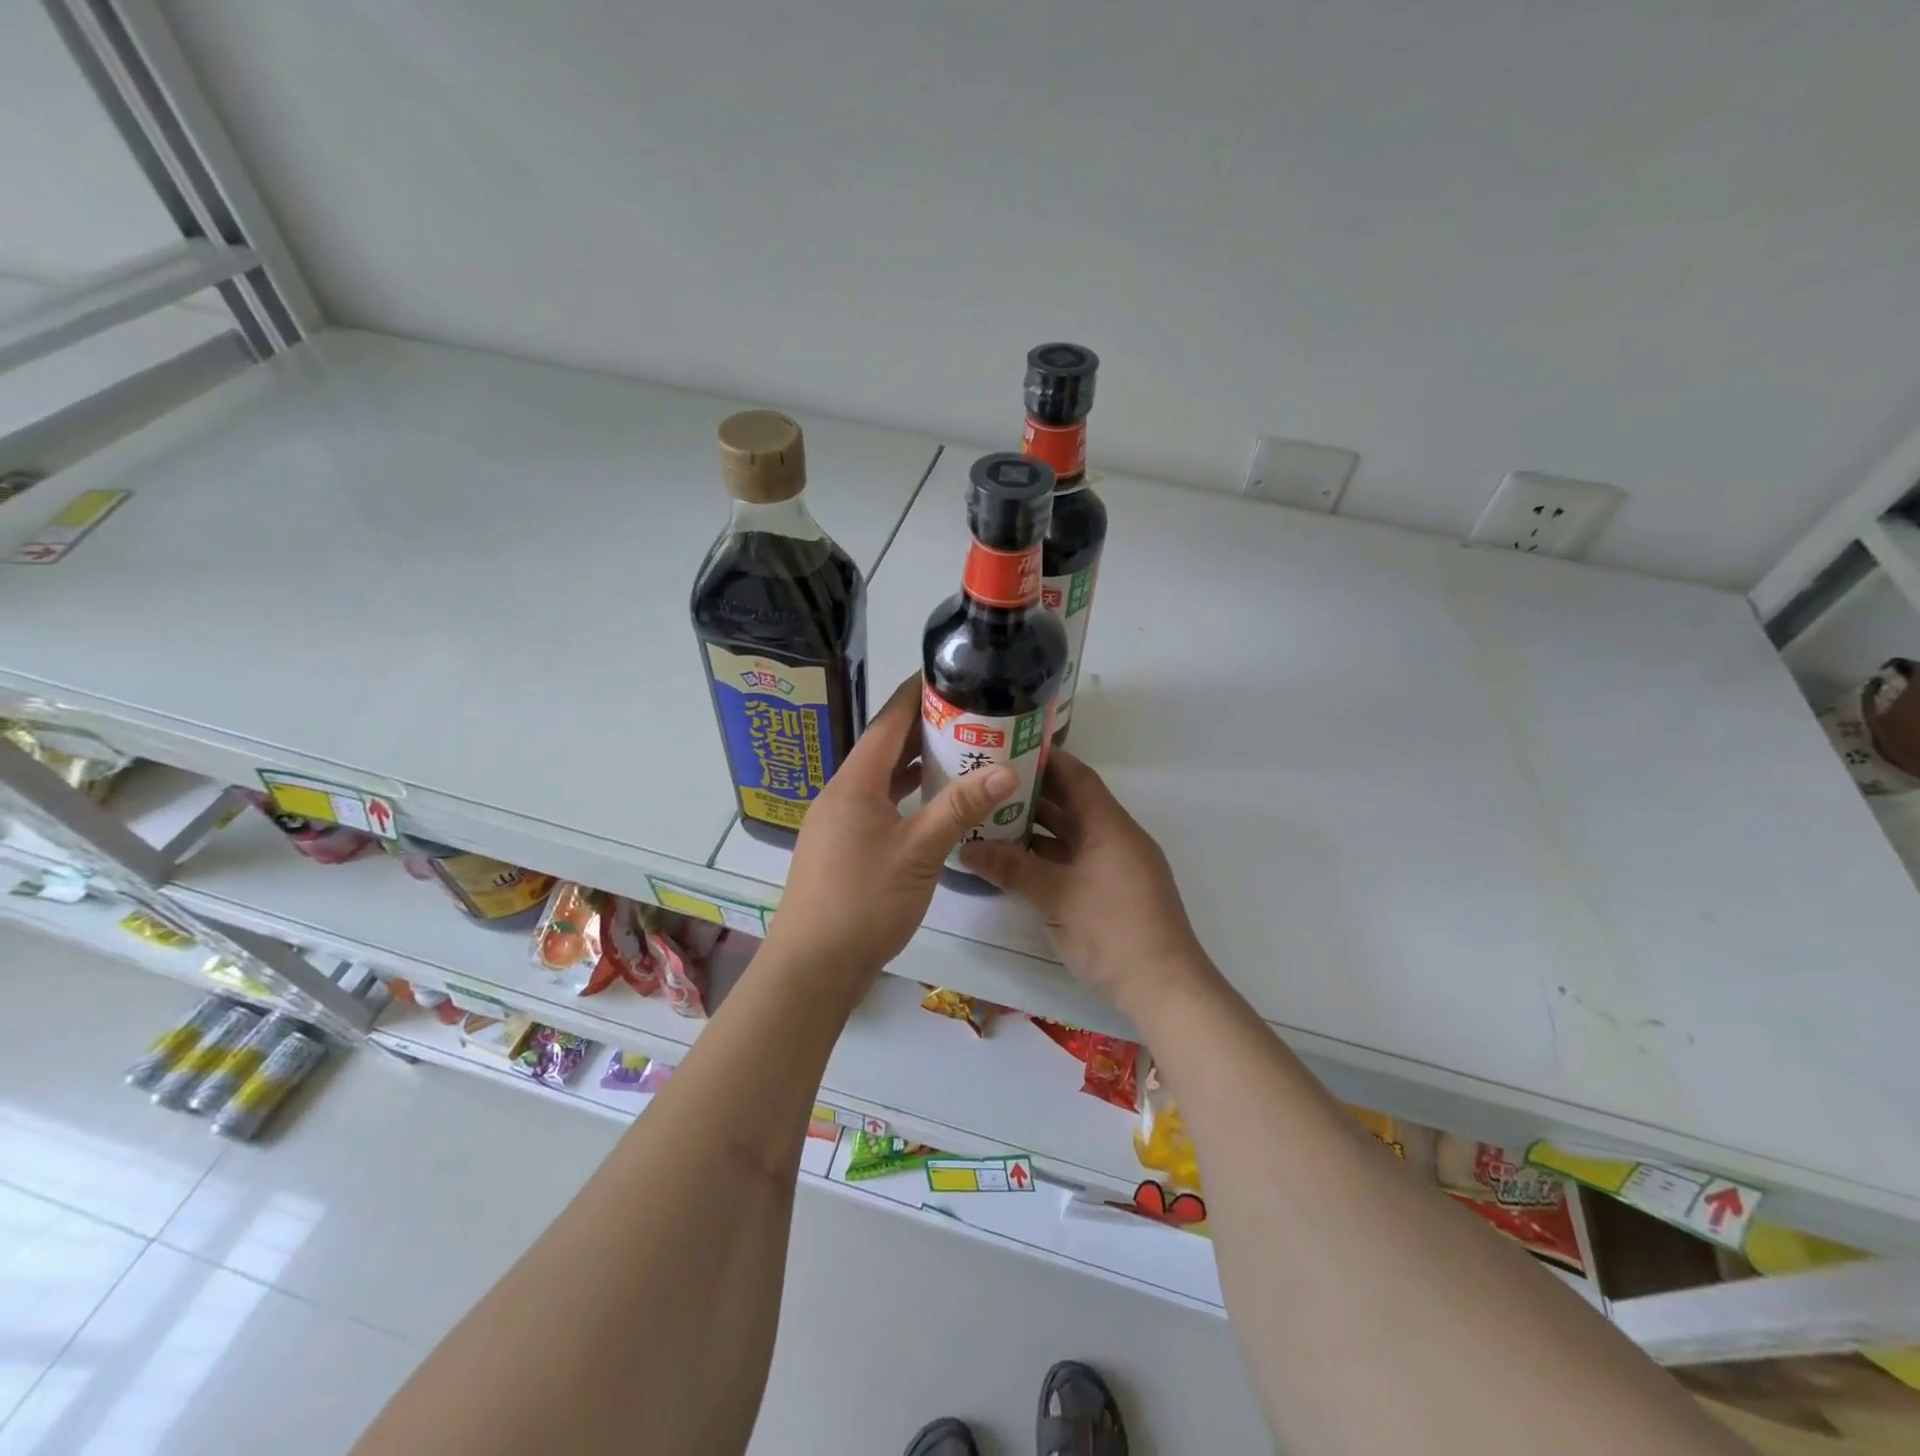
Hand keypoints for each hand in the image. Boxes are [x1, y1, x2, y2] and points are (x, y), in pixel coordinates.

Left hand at [764, 674, 1018, 992]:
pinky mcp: (843, 850)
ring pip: (883, 783)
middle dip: (924, 730)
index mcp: (854, 784)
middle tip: (968, 715)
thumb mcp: (919, 851)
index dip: (915, 695)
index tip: (945, 673)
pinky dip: (907, 800)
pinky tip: (934, 809)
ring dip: (917, 768)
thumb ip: (961, 808)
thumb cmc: (864, 901)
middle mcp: (842, 796)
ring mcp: (839, 825)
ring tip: (960, 754)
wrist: (813, 967)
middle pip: (885, 750)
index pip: (888, 724)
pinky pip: (880, 809)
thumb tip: (1007, 769)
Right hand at [959, 751, 1209, 1015]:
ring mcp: (1119, 867)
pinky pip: (1078, 861)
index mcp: (1110, 826)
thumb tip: (966, 848)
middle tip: (989, 787)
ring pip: (1074, 836)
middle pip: (1074, 805)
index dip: (1046, 761)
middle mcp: (1117, 839)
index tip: (1009, 750)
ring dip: (1039, 830)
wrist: (1164, 989)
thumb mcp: (1055, 896)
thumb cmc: (1111, 930)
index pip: (1078, 777)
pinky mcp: (1115, 893)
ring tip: (994, 821)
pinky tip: (1018, 863)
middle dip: (1034, 796)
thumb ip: (1011, 868)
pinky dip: (1050, 858)